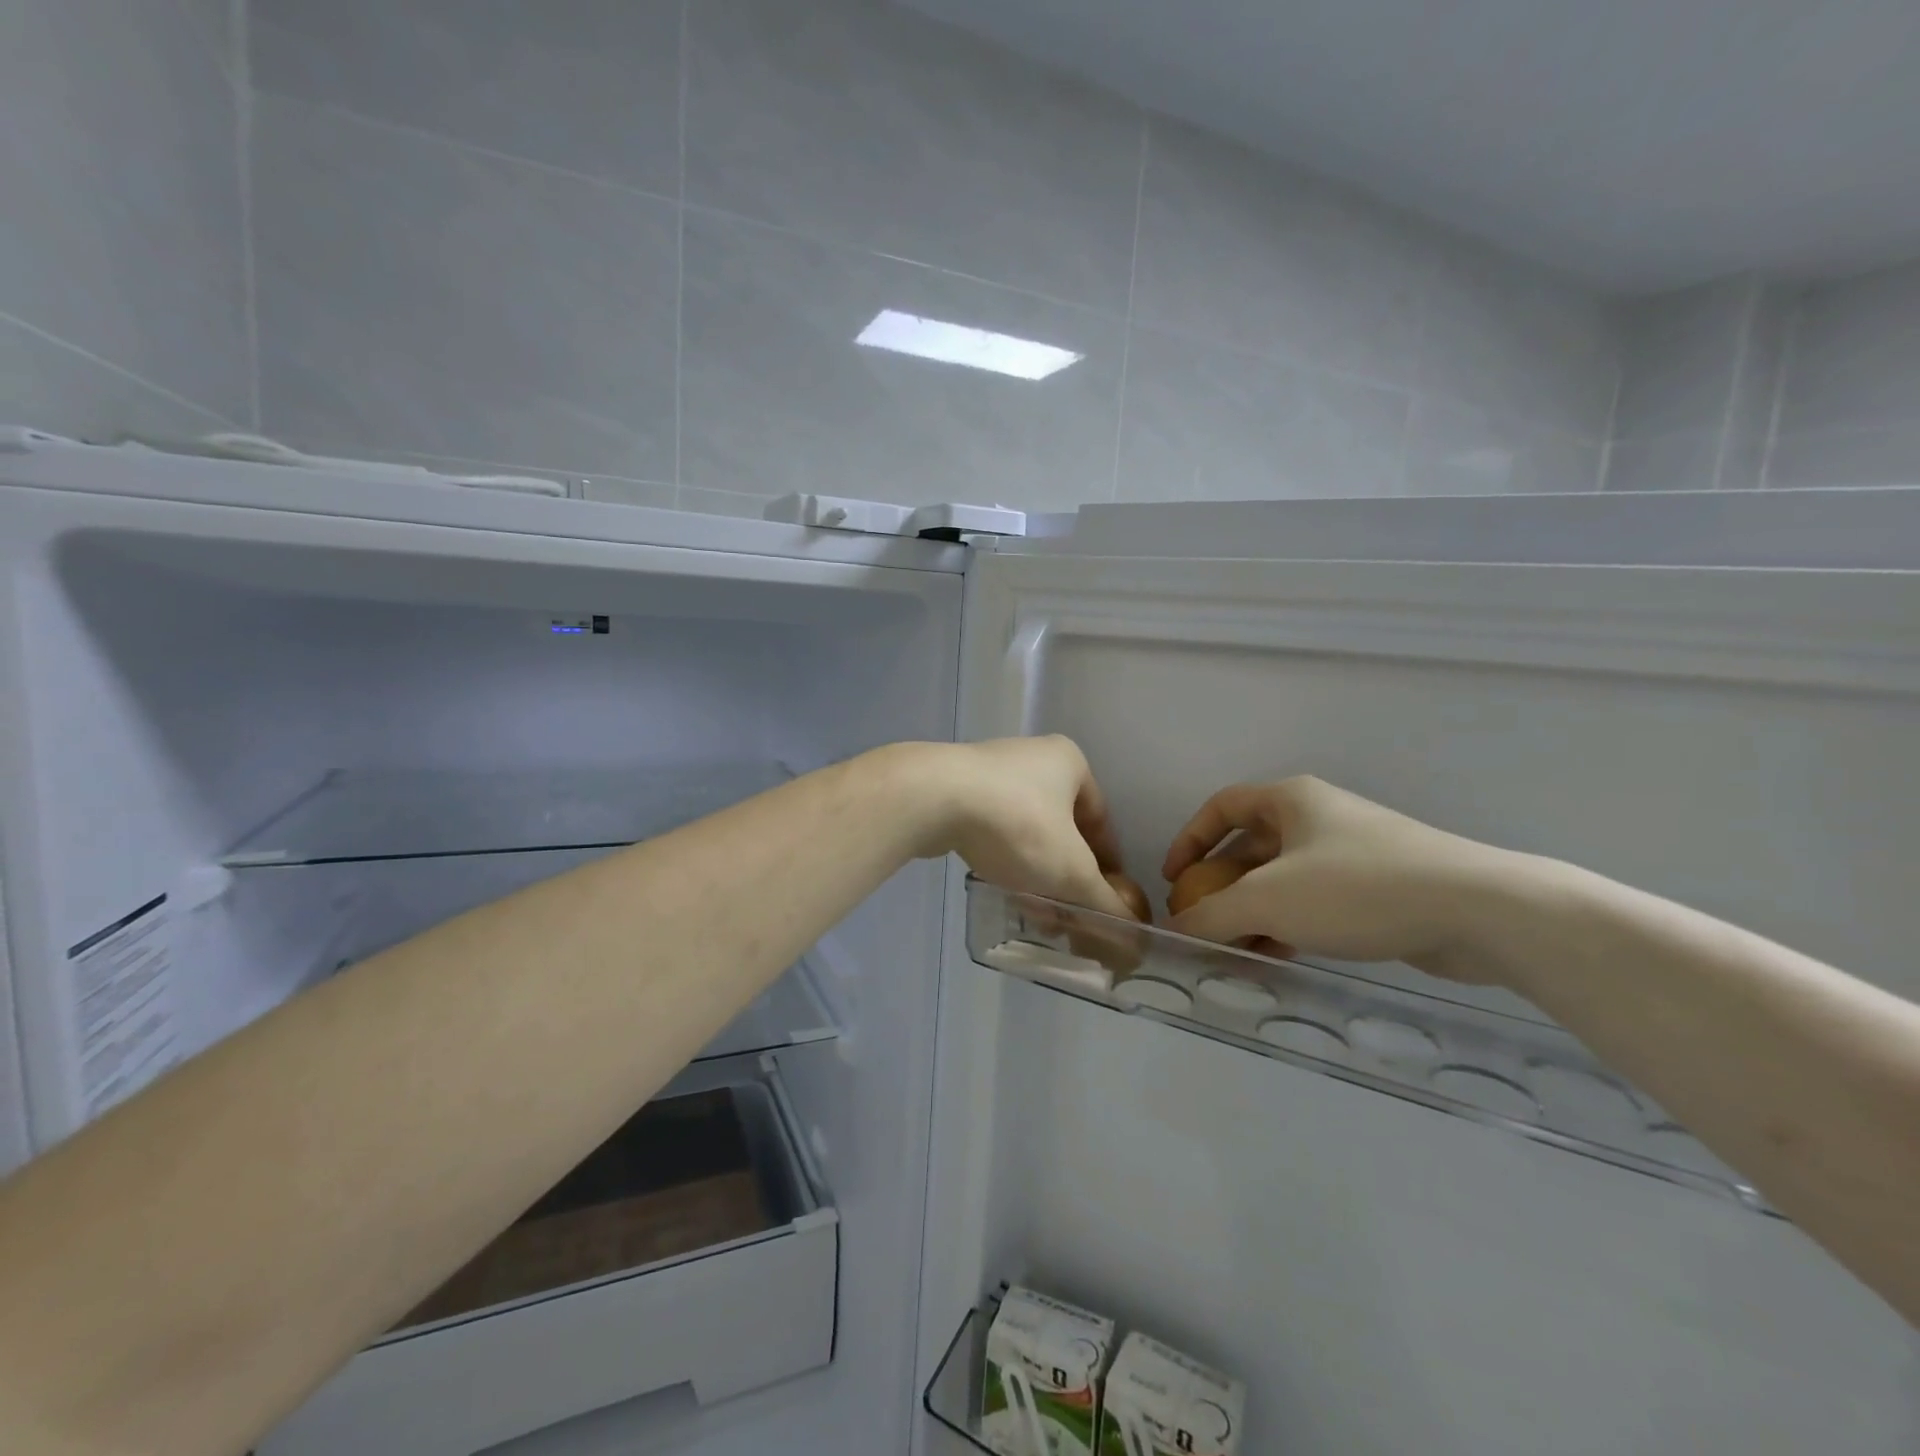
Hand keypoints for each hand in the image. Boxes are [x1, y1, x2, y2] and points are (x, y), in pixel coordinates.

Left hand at [910, 737, 1131, 918]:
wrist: (931, 799)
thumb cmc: (1016, 825)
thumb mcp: (1071, 872)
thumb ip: (1106, 905)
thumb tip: (1135, 936)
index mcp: (1069, 762)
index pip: (1101, 820)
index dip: (1108, 865)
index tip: (1104, 901)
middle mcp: (1032, 757)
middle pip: (1063, 828)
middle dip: (1067, 874)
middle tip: (1067, 914)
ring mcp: (990, 770)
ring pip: (1027, 831)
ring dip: (1035, 871)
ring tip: (1034, 911)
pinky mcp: (956, 787)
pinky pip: (993, 828)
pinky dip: (1004, 858)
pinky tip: (1000, 887)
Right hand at [1162, 777, 1519, 980]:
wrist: (1476, 909)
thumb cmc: (1357, 887)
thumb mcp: (1268, 901)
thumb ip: (1212, 915)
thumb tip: (1176, 929)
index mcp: (1290, 800)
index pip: (1221, 807)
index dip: (1189, 839)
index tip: (1173, 879)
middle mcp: (1319, 818)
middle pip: (1251, 847)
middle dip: (1222, 886)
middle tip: (1203, 923)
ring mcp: (1352, 853)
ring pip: (1284, 880)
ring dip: (1254, 912)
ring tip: (1237, 951)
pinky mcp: (1380, 888)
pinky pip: (1316, 901)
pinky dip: (1290, 924)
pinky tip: (1281, 956)